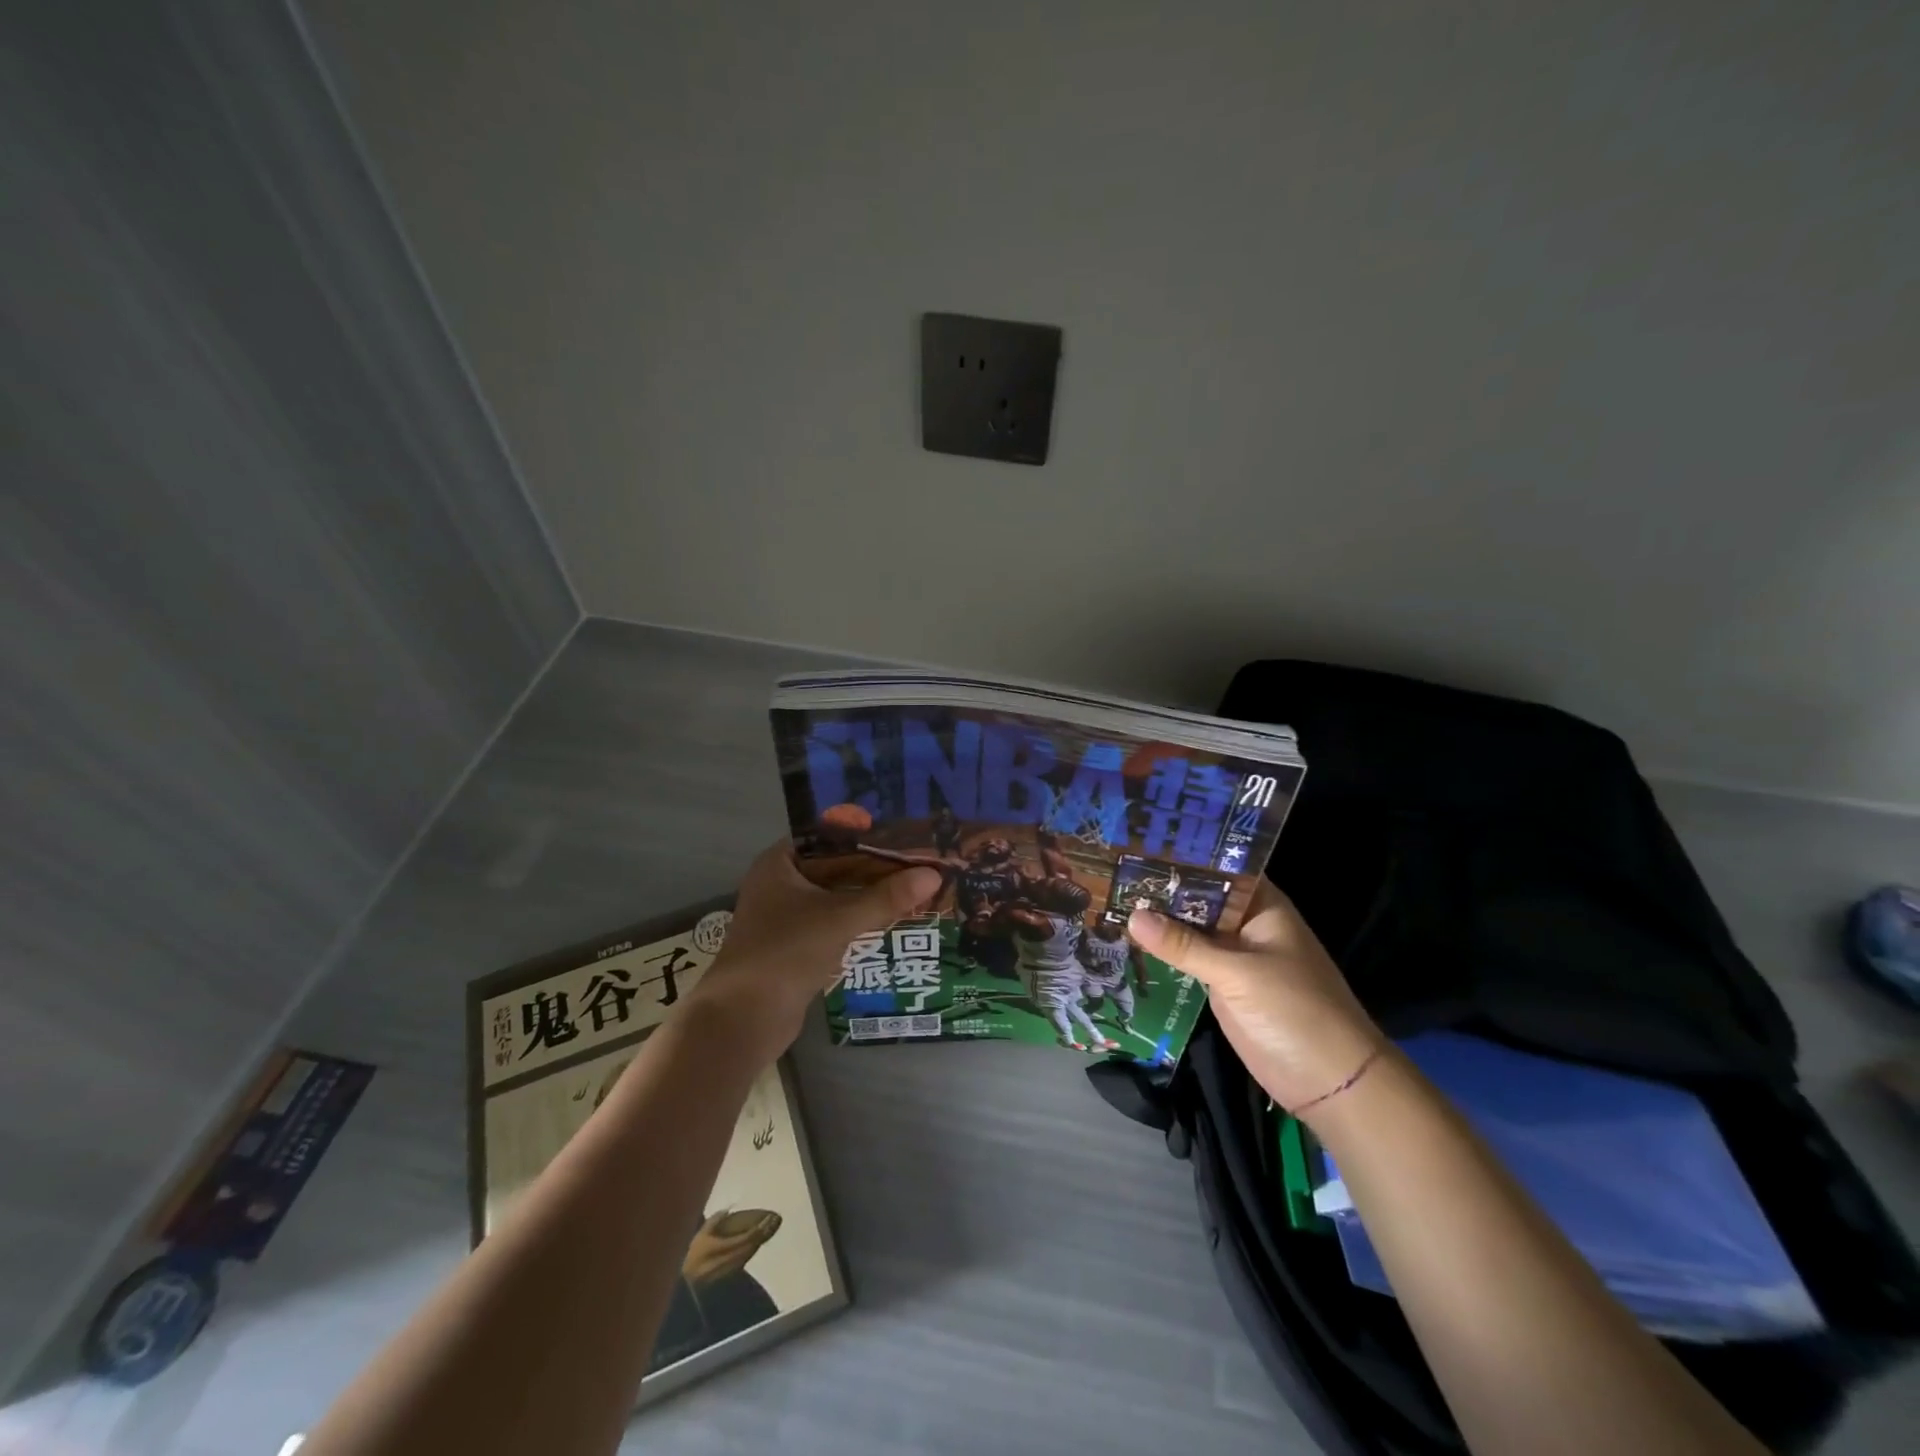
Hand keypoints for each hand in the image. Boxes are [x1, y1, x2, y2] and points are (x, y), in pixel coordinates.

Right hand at [680, 1209, 781, 1286]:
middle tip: (771, 1222)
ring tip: (766, 1230)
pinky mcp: (728, 1277)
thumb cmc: (692, 1256)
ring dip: (758, 1243)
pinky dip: (751, 1251)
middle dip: (760, 1235)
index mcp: (716, 1248)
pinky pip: (744, 1262)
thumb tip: (728, 1209)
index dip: (756, 1229)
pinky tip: (755, 1243)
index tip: (765, 1219)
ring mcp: (727, 1271)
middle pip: (748, 1247)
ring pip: (748, 1255)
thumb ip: (714, 1221)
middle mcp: (724, 1260)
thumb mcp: (699, 1235)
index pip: (742, 1238)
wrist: (685, 1285)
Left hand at [688, 839, 941, 1059]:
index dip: (868, 834)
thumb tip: (935, 875)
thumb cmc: (787, 952)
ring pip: (837, 896)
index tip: (907, 833)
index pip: (831, 836)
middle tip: (920, 861)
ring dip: (870, 895)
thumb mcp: (841, 919)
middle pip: (837, 866)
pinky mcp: (795, 945)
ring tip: (915, 886)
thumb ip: (888, 897)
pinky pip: (833, 922)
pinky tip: (892, 919)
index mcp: (780, 862)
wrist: (744, 1019)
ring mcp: (786, 916)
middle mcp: (780, 882)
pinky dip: (859, 920)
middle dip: (876, 868)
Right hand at [1127, 881, 1386, 1117]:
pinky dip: (1163, 952)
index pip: (1215, 868)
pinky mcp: (1223, 985)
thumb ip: (1184, 945)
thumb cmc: (1295, 1012)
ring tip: (1103, 898)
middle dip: (1159, 889)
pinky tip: (1125, 940)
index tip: (1132, 844)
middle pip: (1197, 898)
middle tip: (1106, 871)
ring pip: (1189, 929)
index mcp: (1261, 905)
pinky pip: (1188, 960)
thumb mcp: (1238, 974)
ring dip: (1156, 921)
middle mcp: (1245, 922)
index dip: (1178, 857)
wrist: (1332, 1084)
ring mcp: (1233, 955)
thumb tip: (1131, 915)